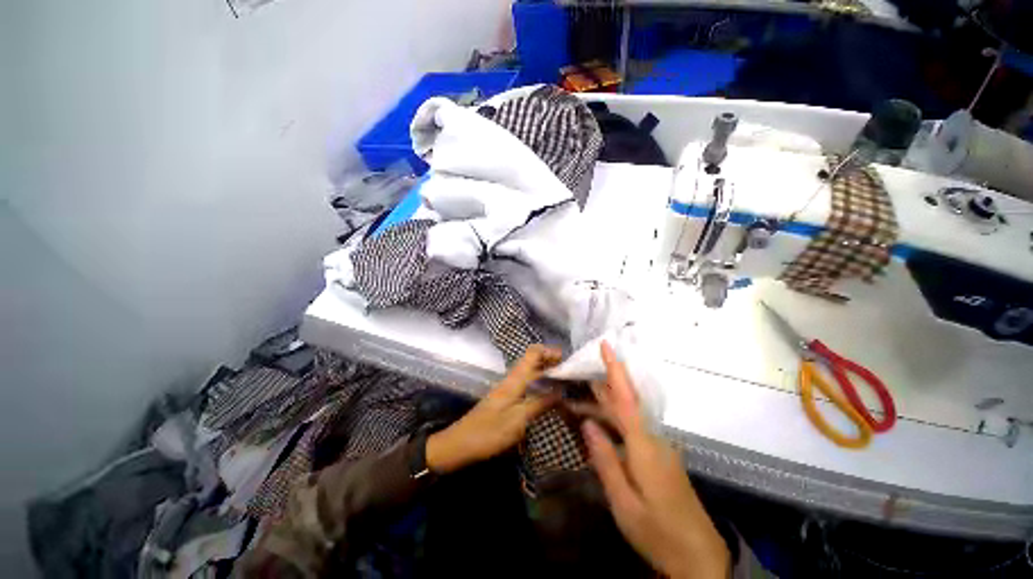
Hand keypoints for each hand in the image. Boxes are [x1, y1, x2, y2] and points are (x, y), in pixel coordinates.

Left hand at [426, 344, 561, 473]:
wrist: (460, 444)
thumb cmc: (489, 432)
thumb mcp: (518, 421)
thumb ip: (540, 404)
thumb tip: (561, 392)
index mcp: (514, 380)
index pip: (532, 353)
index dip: (549, 351)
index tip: (566, 359)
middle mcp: (511, 379)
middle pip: (532, 360)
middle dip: (551, 361)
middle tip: (571, 373)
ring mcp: (508, 388)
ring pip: (530, 372)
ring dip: (546, 372)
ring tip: (564, 382)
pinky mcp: (505, 399)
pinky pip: (526, 384)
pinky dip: (539, 384)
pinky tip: (548, 396)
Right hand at [582, 342, 729, 578]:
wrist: (700, 559)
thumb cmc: (659, 533)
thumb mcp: (624, 503)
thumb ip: (605, 460)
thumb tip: (587, 423)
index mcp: (644, 447)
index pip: (626, 399)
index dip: (615, 370)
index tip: (606, 345)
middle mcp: (653, 439)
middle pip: (626, 402)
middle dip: (603, 384)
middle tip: (580, 371)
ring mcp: (658, 448)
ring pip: (628, 416)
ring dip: (605, 404)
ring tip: (580, 398)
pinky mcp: (659, 457)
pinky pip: (632, 429)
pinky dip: (613, 420)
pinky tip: (600, 424)